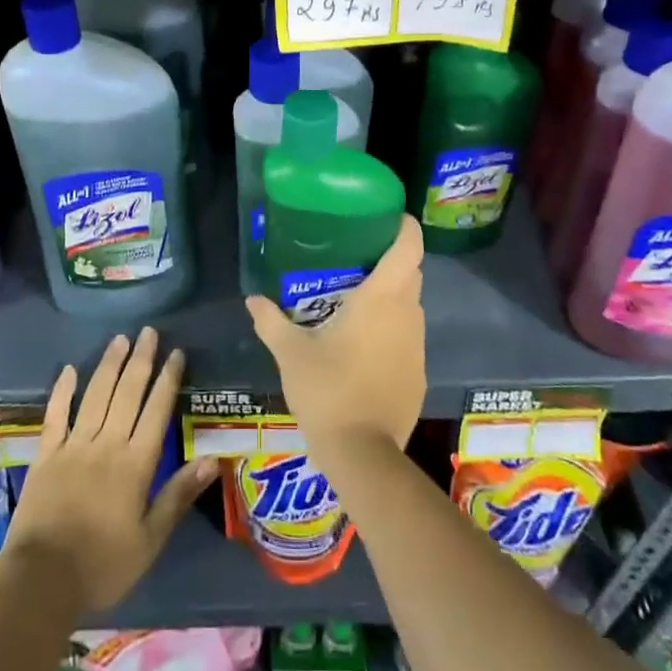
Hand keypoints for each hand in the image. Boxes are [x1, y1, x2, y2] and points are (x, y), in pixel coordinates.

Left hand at [3, 328, 217, 614]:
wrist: (41, 582)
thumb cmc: (102, 565)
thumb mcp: (150, 540)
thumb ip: (178, 495)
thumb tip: (213, 460)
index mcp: (135, 463)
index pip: (157, 410)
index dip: (168, 379)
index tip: (176, 353)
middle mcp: (107, 444)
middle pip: (127, 393)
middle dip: (141, 360)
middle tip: (149, 331)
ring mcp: (73, 446)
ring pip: (96, 395)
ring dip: (109, 365)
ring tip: (120, 339)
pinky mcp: (46, 455)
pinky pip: (55, 415)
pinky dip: (63, 390)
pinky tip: (70, 369)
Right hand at [245, 215, 425, 456]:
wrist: (362, 454)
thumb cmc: (327, 390)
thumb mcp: (291, 352)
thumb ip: (271, 321)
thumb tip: (252, 299)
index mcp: (382, 298)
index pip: (409, 247)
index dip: (404, 226)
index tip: (387, 216)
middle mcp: (408, 314)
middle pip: (410, 272)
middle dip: (390, 259)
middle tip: (356, 255)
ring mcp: (418, 345)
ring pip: (410, 304)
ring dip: (390, 295)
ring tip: (356, 296)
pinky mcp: (419, 373)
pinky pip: (408, 335)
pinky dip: (392, 328)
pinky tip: (364, 342)